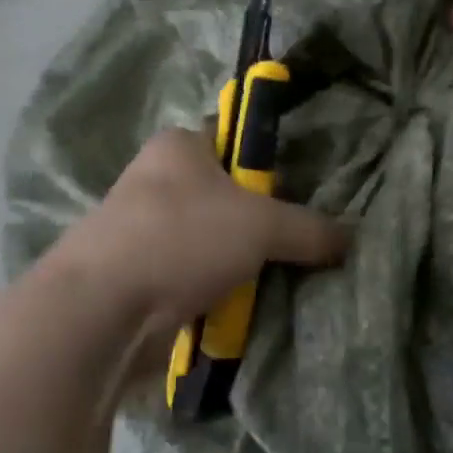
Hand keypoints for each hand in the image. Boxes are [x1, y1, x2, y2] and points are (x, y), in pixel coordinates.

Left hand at [50, 129, 347, 336]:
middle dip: (256, 225)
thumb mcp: (262, 226)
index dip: (268, 167)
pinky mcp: (134, 274)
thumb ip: (310, 229)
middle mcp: (154, 180)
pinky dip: (211, 291)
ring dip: (234, 264)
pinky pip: (188, 276)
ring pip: (206, 241)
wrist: (103, 309)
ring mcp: (139, 229)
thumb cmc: (183, 239)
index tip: (299, 198)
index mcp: (178, 146)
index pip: (234, 142)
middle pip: (223, 197)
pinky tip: (236, 308)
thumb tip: (350, 239)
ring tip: (270, 284)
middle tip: (294, 247)